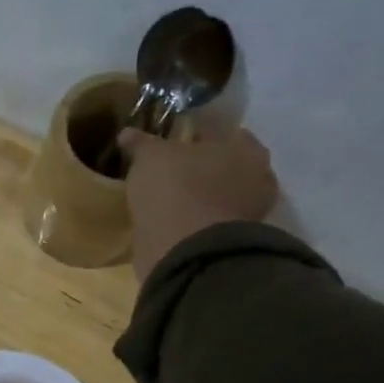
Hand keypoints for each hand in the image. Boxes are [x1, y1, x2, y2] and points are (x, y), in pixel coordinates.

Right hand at [124, 127, 278, 281]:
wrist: (187, 251)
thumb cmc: (176, 189)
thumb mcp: (150, 157)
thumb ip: (141, 143)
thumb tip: (127, 133)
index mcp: (245, 146)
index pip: (217, 131)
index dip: (190, 136)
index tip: (167, 144)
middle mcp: (257, 175)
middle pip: (219, 164)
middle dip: (196, 168)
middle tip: (166, 172)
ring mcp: (248, 212)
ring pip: (215, 195)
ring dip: (195, 196)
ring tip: (165, 200)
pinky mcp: (231, 241)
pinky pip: (207, 221)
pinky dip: (193, 220)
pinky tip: (171, 221)